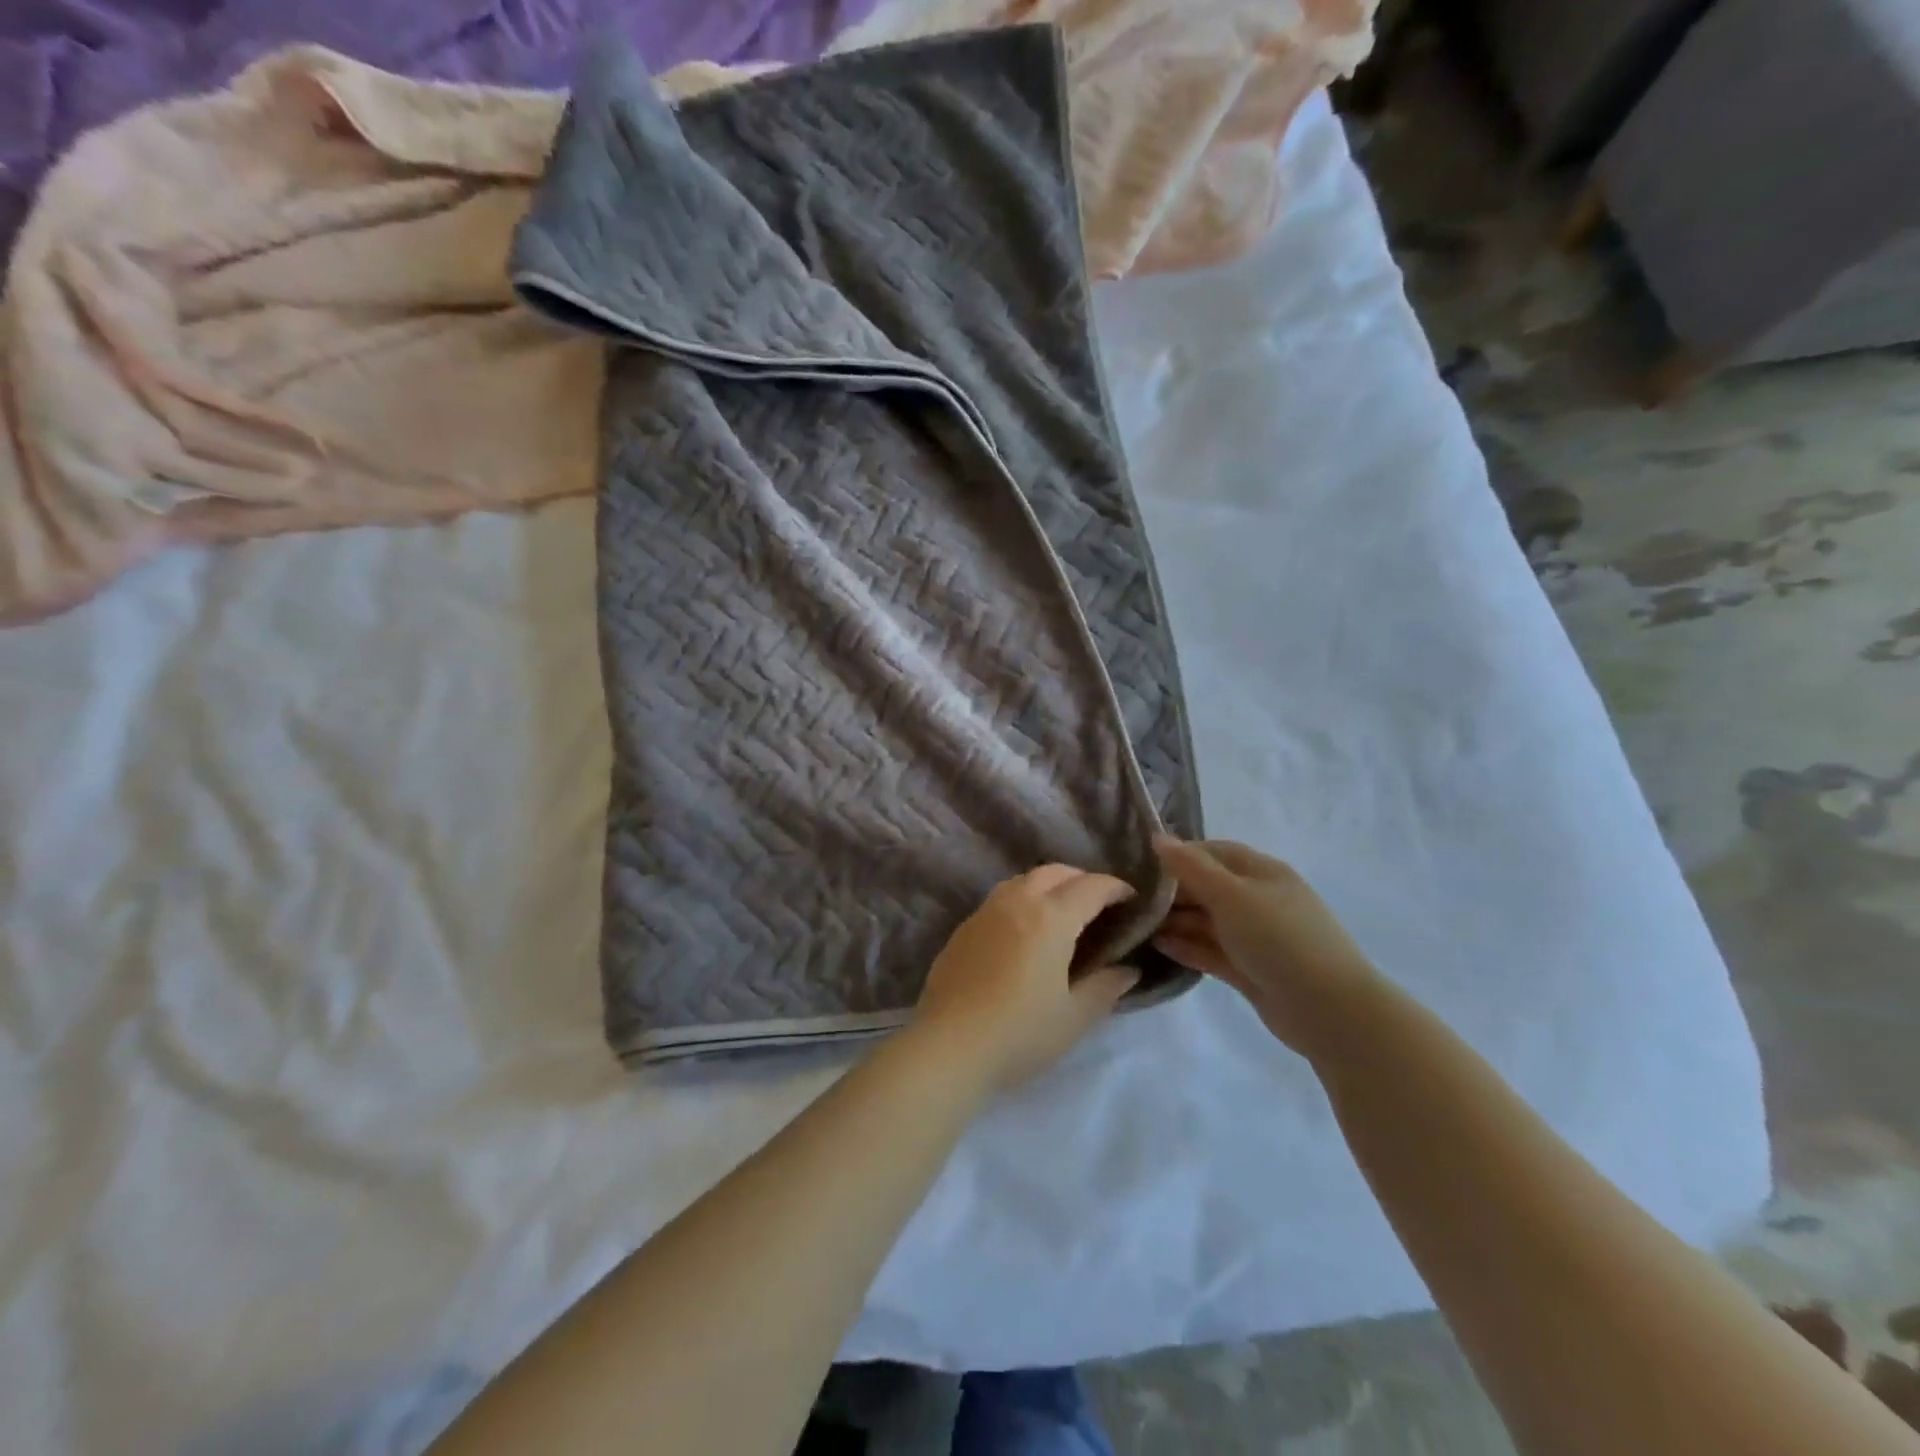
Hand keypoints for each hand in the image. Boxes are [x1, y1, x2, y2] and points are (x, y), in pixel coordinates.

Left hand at [911, 865, 1140, 1092]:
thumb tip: (1127, 969)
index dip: (1116, 888)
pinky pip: (1001, 898)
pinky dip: (1023, 900)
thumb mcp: (1074, 1017)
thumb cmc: (1020, 1033)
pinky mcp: (964, 927)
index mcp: (1050, 917)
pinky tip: (1025, 931)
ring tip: (1063, 913)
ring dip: (1050, 885)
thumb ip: (1105, 987)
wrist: (948, 1046)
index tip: (1132, 900)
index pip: (1091, 887)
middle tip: (1100, 905)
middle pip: (1056, 872)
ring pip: (1024, 879)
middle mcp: (1017, 902)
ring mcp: (986, 911)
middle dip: (1083, 880)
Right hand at [1151, 836, 1380, 1052]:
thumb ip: (1191, 867)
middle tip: (1132, 897)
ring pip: (1208, 921)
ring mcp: (1256, 937)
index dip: (1181, 854)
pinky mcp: (1250, 970)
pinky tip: (1158, 946)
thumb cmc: (1279, 939)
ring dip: (1176, 921)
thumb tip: (1158, 838)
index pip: (1215, 852)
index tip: (1143, 862)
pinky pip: (1212, 951)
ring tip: (1137, 923)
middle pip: (1208, 887)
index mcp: (1262, 873)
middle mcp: (1259, 900)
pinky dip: (1187, 947)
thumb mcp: (1231, 895)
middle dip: (1173, 891)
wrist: (1329, 1010)